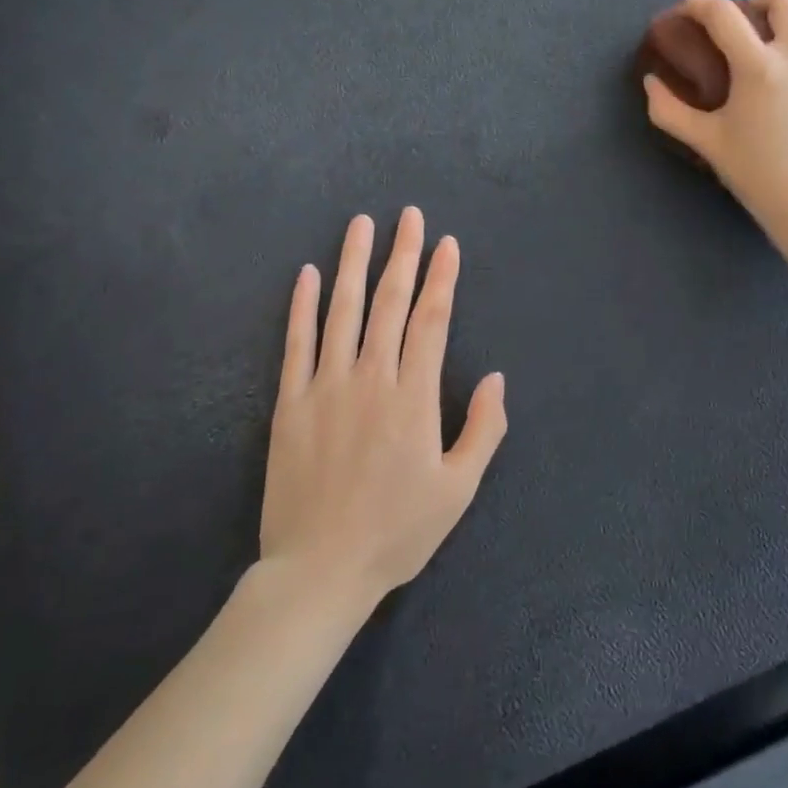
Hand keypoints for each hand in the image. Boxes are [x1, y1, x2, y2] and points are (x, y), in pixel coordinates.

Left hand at [260, 208, 507, 605]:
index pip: (431, 320)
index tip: (447, 244)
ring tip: (360, 224)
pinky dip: (303, 306)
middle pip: (389, 303)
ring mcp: (326, 387)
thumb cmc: (396, 532)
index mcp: (413, 397)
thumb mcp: (458, 491)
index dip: (441, 278)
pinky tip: (309, 274)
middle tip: (408, 215)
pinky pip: (297, 343)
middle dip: (403, 255)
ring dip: (354, 263)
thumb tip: (496, 378)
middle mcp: (371, 379)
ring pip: (343, 311)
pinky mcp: (291, 403)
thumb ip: (483, 430)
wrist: (319, 571)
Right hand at [643, 0, 787, 250]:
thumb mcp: (706, 142)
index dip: (698, 5)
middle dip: (757, 5)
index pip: (722, 13)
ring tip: (785, 51)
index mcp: (758, 67)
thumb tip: (650, 81)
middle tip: (748, 31)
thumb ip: (669, 109)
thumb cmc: (756, 175)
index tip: (688, 13)